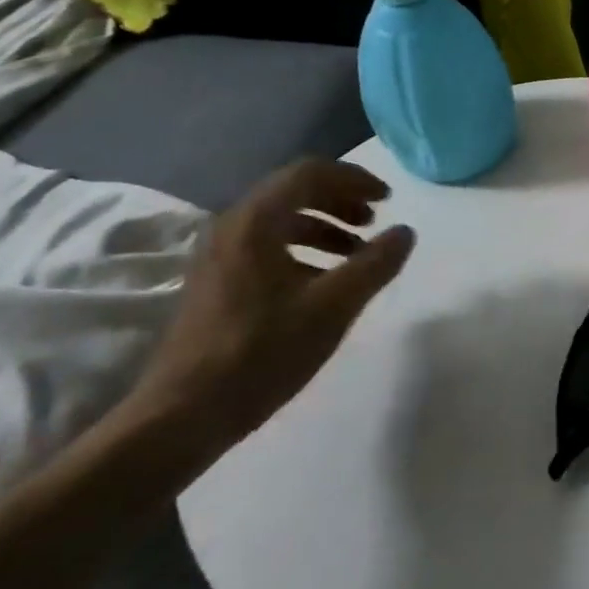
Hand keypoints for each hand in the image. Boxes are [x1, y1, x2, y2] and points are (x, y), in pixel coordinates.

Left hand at [125, 159, 415, 466]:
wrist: (184, 414)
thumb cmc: (262, 352)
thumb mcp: (333, 307)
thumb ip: (375, 264)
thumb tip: (404, 232)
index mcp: (255, 222)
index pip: (309, 173)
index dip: (355, 179)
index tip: (389, 199)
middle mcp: (231, 227)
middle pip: (293, 191)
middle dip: (340, 200)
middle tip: (375, 221)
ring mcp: (218, 255)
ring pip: (280, 220)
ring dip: (324, 226)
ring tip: (356, 252)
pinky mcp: (215, 282)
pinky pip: (266, 245)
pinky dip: (303, 249)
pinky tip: (323, 281)